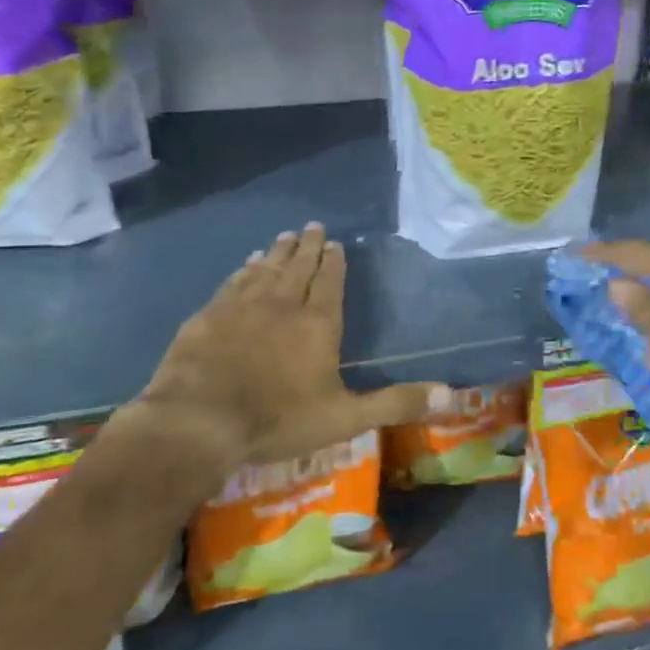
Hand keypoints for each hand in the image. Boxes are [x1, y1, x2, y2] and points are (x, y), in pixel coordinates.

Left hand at [124, 224, 449, 476]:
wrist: (198, 422)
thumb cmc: (277, 420)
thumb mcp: (345, 418)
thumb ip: (396, 403)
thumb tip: (451, 393)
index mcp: (317, 323)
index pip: (329, 282)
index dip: (334, 262)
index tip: (335, 243)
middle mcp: (282, 304)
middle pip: (298, 267)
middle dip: (307, 247)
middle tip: (312, 227)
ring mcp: (242, 307)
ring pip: (265, 269)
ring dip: (278, 252)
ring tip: (284, 237)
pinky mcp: (208, 316)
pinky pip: (233, 283)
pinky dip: (244, 270)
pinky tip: (246, 265)